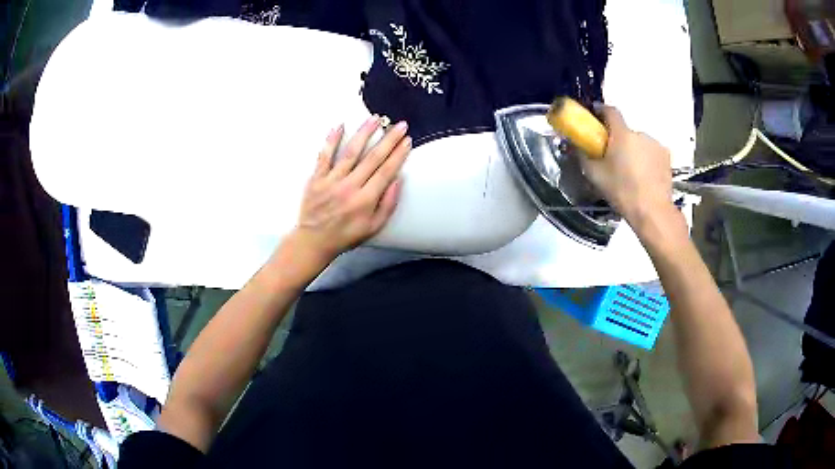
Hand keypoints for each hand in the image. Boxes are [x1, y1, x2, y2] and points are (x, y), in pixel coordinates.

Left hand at [283, 116, 410, 271]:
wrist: (314, 241)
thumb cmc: (345, 235)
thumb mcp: (373, 227)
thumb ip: (388, 204)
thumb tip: (398, 180)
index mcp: (365, 200)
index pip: (386, 171)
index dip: (399, 154)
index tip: (407, 141)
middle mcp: (349, 187)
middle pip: (373, 158)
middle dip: (389, 139)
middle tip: (400, 125)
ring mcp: (331, 181)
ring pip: (350, 152)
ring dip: (364, 134)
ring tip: (375, 119)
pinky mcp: (316, 179)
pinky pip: (324, 156)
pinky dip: (331, 140)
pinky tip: (340, 126)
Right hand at [580, 105, 675, 229]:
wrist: (653, 212)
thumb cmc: (622, 192)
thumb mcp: (595, 176)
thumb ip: (583, 156)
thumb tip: (575, 144)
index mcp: (622, 134)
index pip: (610, 111)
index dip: (601, 111)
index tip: (595, 117)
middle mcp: (640, 134)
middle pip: (625, 131)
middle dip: (618, 140)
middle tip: (613, 159)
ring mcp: (656, 145)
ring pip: (639, 143)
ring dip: (633, 151)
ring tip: (630, 172)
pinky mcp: (666, 157)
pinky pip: (651, 153)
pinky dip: (646, 159)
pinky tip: (644, 177)